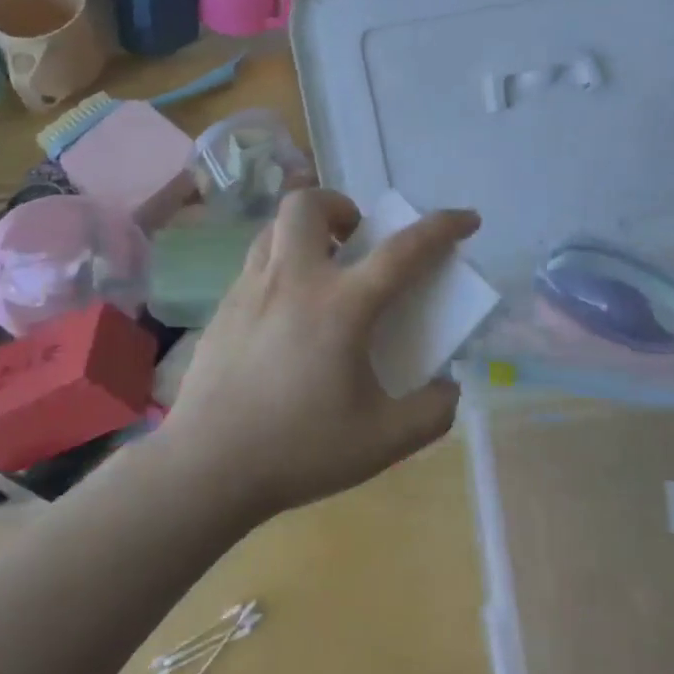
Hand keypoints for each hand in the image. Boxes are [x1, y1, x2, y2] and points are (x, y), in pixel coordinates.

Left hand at [161, 189, 480, 521]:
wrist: (205, 469)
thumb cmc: (299, 450)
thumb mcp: (384, 441)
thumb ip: (432, 413)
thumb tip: (449, 388)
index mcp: (342, 306)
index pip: (404, 250)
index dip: (443, 227)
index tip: (467, 219)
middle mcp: (294, 281)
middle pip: (309, 204)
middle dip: (341, 206)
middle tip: (356, 241)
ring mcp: (250, 291)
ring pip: (274, 227)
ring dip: (306, 232)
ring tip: (322, 270)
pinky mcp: (222, 310)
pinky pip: (255, 263)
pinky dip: (280, 265)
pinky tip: (286, 313)